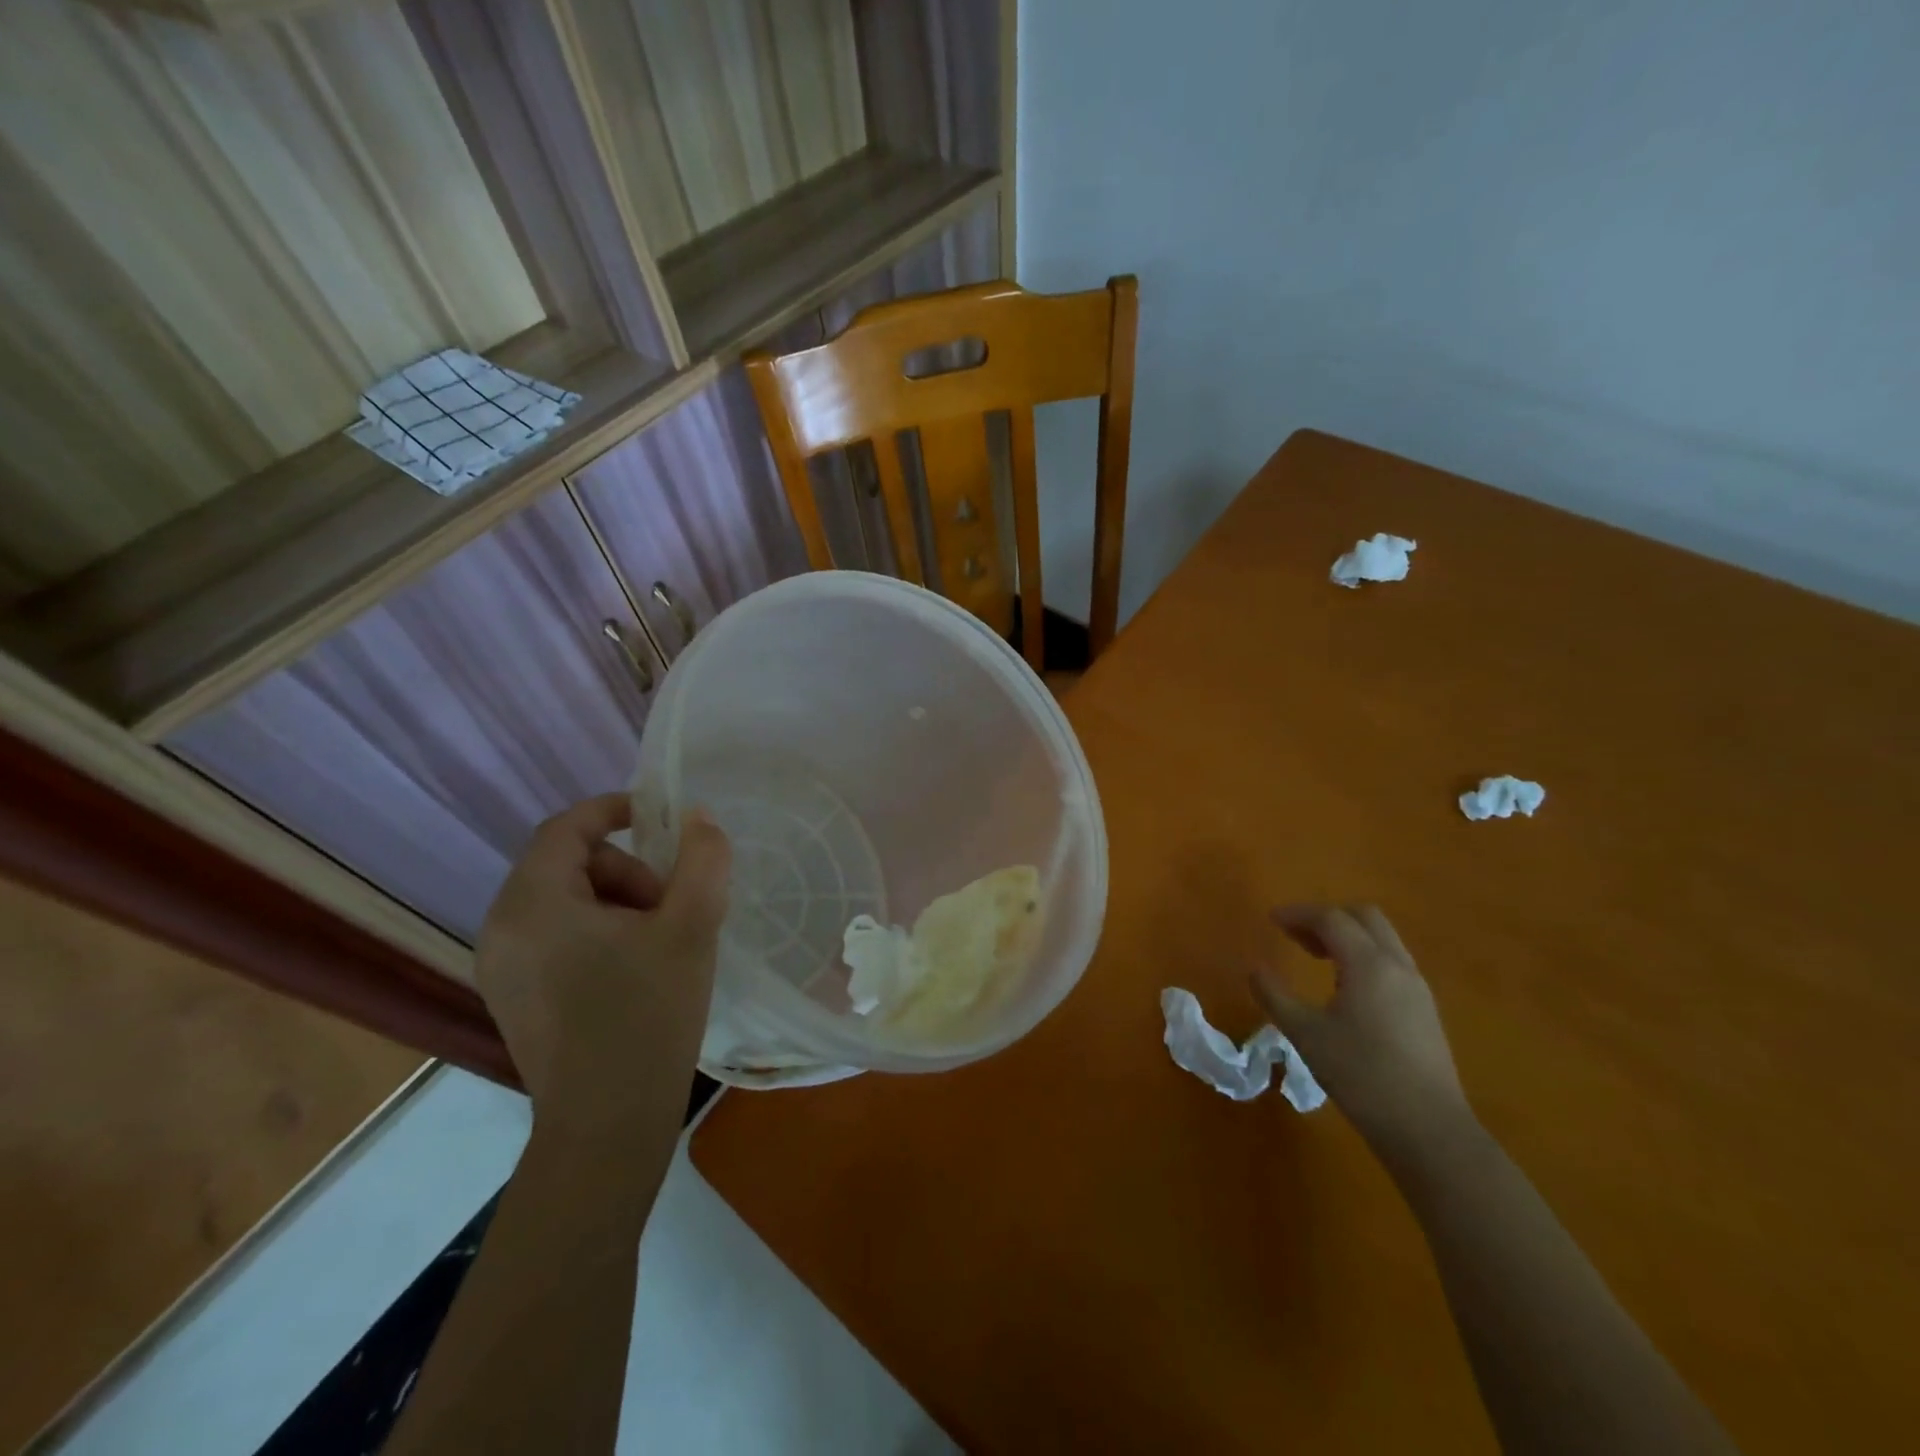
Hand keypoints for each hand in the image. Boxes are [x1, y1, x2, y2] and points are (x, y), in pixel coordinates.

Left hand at [476, 794, 730, 1135]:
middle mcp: (501, 928)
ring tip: (658, 945)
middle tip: (670, 909)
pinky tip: (634, 972)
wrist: (607, 1125)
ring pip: (565, 902)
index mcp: (533, 902)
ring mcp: (501, 968)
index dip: (614, 810)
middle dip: (627, 872)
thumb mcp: (692, 926)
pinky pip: (555, 937)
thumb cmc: (648, 1015)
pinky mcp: (513, 997)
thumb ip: (702, 859)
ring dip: (617, 904)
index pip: (566, 827)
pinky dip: (596, 934)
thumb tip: (698, 817)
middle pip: (569, 864)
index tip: (660, 818)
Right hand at [1250, 905, 1471, 1152]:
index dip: (1298, 914)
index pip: (1331, 919)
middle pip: (1364, 918)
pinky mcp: (1425, 1010)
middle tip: (1296, 936)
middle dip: (1327, 918)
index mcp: (1368, 964)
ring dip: (1348, 936)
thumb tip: (1255, 969)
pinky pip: (1392, 962)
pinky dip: (1365, 957)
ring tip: (1316, 958)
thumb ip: (1275, 996)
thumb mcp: (1305, 1034)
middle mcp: (1397, 965)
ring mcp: (1417, 988)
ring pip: (1382, 939)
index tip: (1272, 920)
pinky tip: (1346, 988)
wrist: (1428, 1129)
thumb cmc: (1361, 1075)